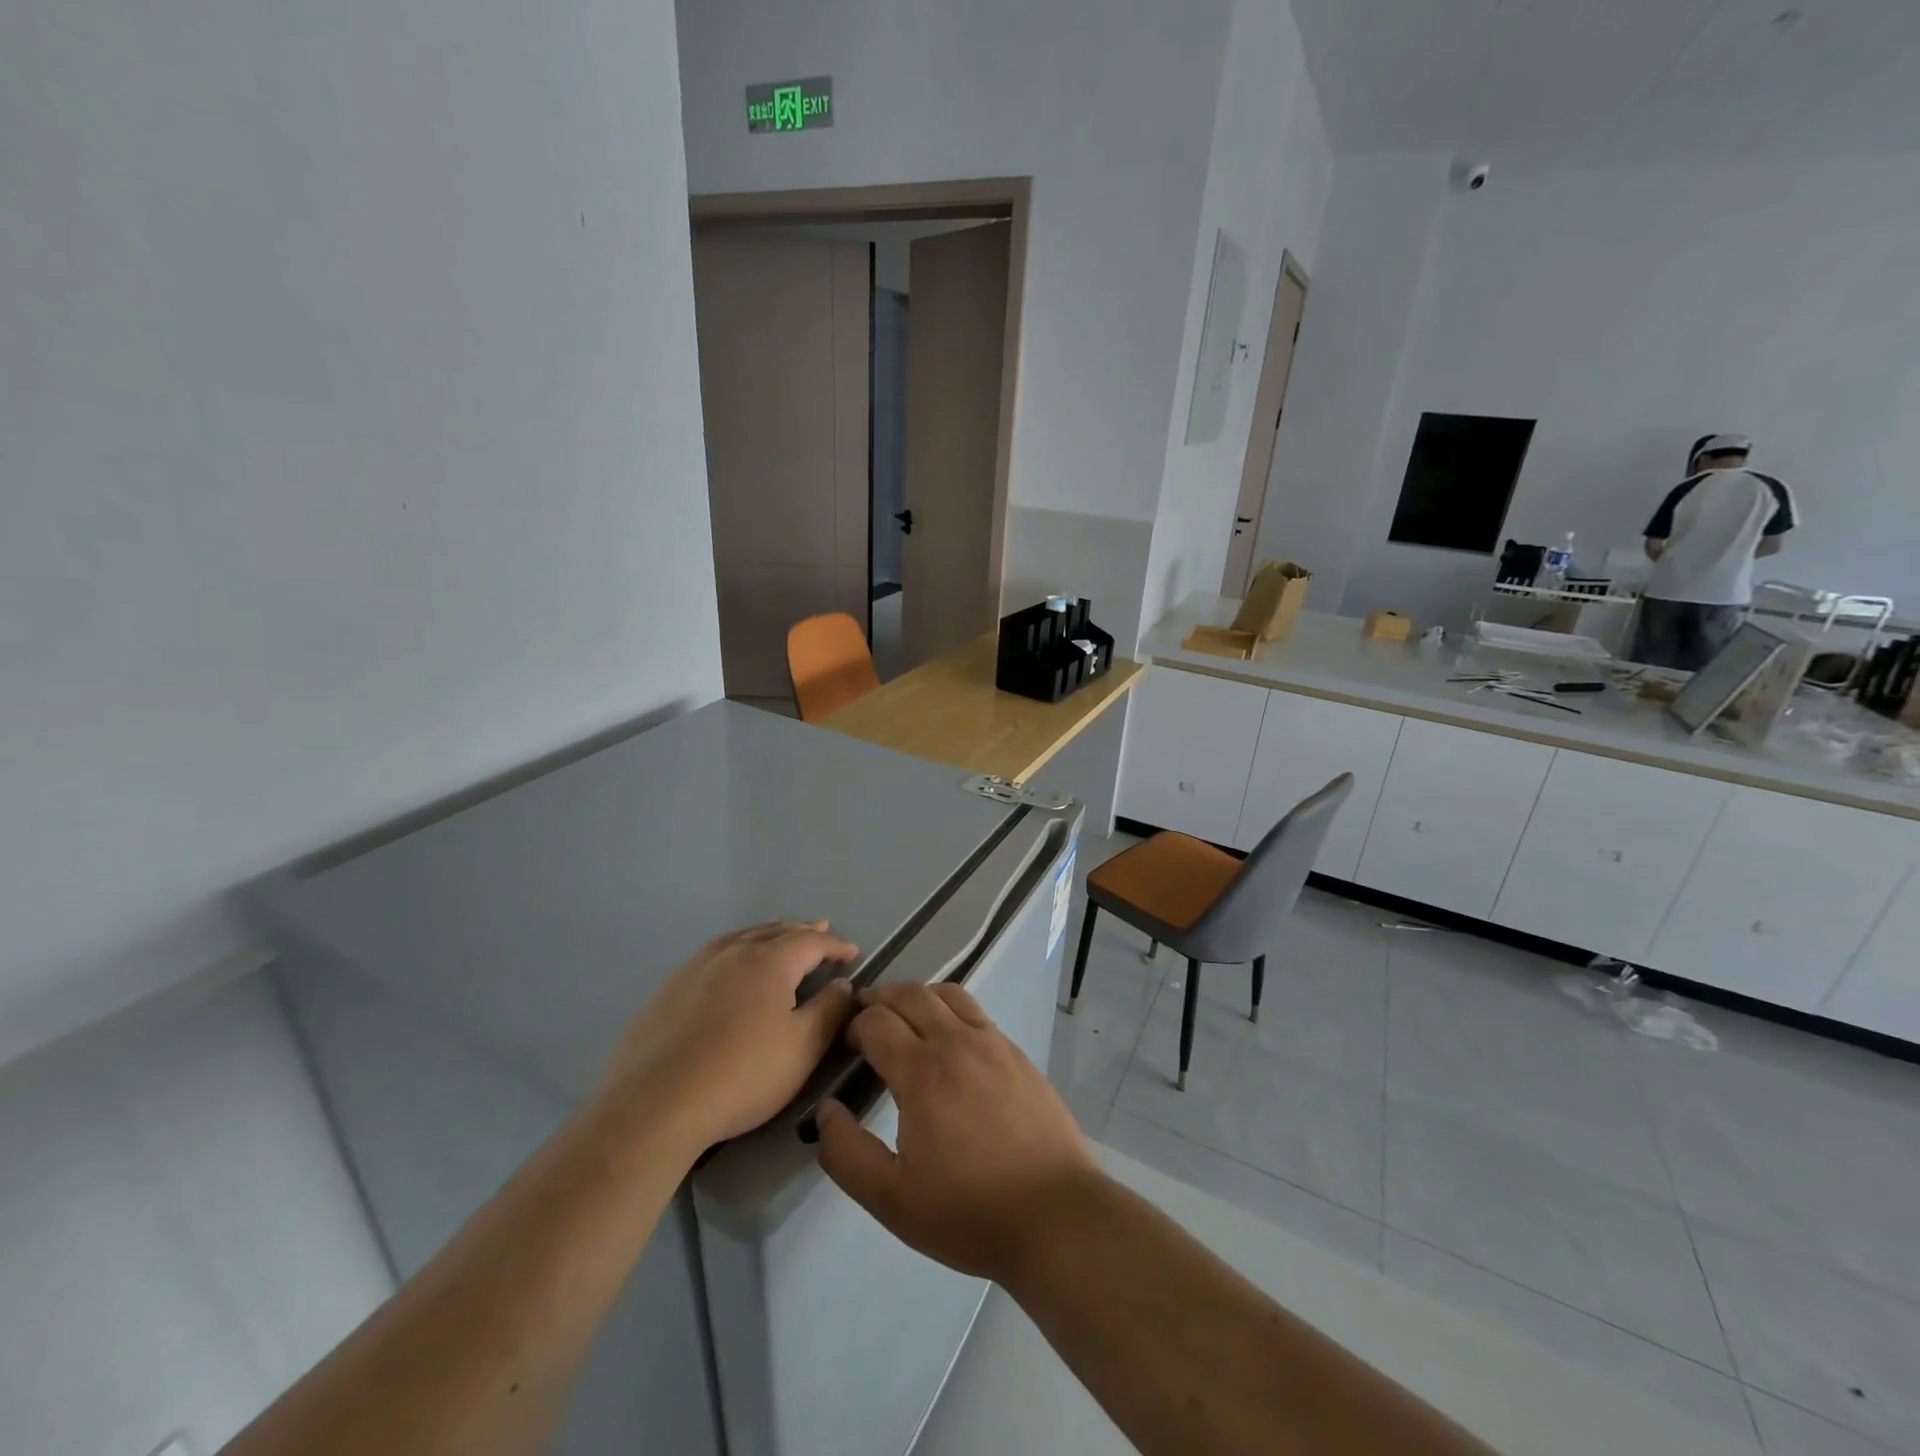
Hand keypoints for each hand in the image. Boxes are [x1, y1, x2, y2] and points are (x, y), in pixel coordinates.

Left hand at [601, 920, 858, 1152]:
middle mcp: (733, 952)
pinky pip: (714, 954)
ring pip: (741, 938)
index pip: (812, 941)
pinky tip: (731, 965)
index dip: (836, 945)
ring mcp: (695, 967)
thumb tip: (843, 983)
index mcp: (770, 961)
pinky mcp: (668, 988)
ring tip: (778, 935)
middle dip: (802, 931)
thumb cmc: (742, 1075)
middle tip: (820, 929)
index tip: (853, 952)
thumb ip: (829, 1010)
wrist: (655, 1104)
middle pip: (775, 931)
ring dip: (767, 934)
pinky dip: (735, 948)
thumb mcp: (802, 1047)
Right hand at [814, 982, 1101, 1284]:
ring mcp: (993, 1043)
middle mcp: (956, 1042)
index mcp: (922, 1072)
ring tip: (904, 1017)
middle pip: (910, 994)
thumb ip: (846, 1153)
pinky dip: (950, 1010)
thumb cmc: (968, 1211)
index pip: (876, 1022)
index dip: (853, 1026)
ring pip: (947, 994)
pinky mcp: (1017, 1053)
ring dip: (918, 996)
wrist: (1054, 1214)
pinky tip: (949, 1040)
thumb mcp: (891, 1199)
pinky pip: (976, 1013)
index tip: (844, 1044)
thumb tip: (826, 1110)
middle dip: (880, 997)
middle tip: (864, 1014)